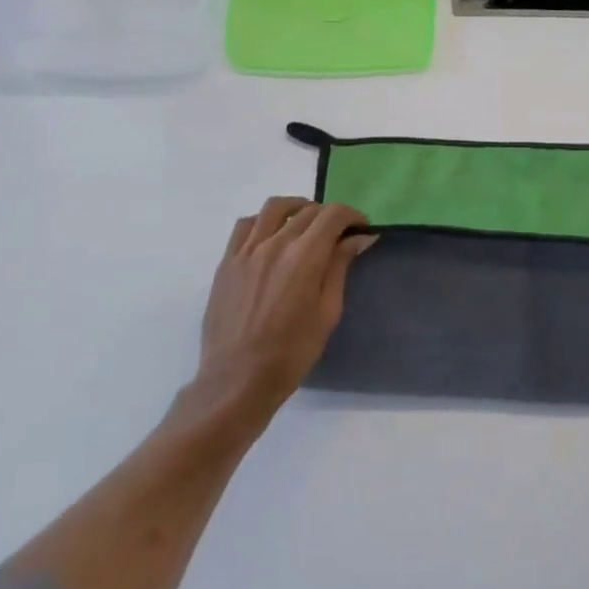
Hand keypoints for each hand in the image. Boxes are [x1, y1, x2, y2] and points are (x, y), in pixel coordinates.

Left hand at [195, 197, 372, 418]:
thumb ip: (340, 268)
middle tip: (338, 235)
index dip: (352, 216)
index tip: (361, 229)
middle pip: (307, 211)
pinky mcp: (227, 261)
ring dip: (297, 209)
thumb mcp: (327, 313)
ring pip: (274, 208)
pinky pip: (246, 225)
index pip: (333, 215)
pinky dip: (264, 221)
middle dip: (329, 216)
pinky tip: (271, 236)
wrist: (237, 380)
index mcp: (304, 256)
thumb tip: (359, 238)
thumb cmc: (291, 353)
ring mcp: (246, 250)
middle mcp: (274, 243)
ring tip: (305, 225)